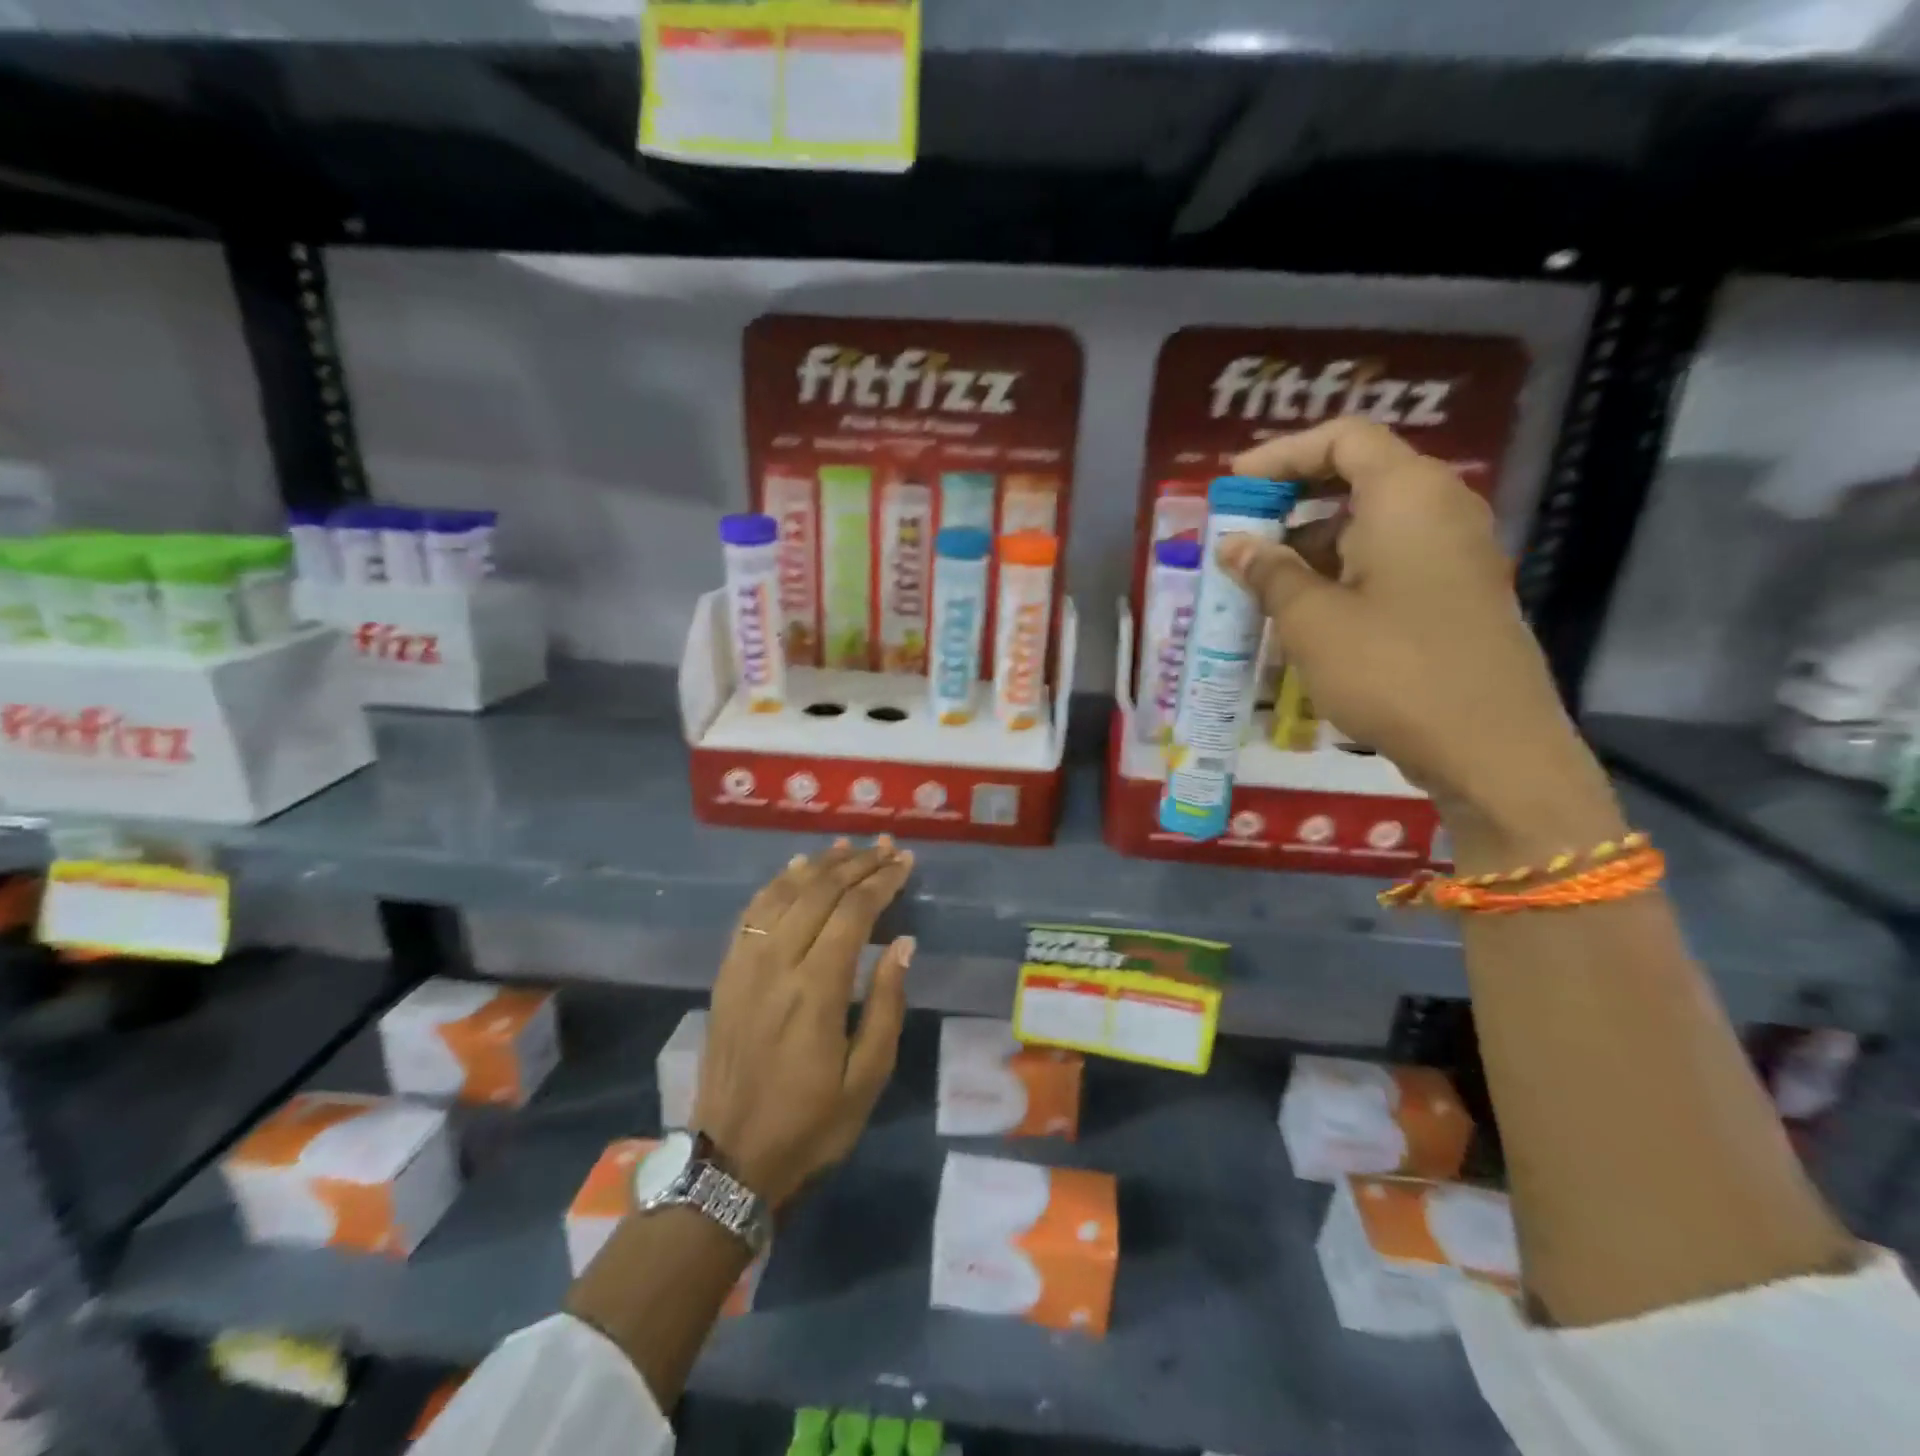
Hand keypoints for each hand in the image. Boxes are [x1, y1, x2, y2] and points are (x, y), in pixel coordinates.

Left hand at [694, 837, 915, 1208]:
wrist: (730, 1159)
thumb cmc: (811, 1124)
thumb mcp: (866, 1079)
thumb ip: (887, 1005)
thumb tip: (903, 944)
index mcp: (816, 991)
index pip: (853, 914)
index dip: (881, 882)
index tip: (904, 862)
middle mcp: (777, 965)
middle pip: (819, 893)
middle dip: (856, 864)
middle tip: (885, 847)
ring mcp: (745, 965)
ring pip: (783, 894)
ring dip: (818, 866)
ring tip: (846, 847)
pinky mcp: (727, 974)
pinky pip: (752, 913)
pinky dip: (777, 884)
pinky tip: (794, 871)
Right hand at [1219, 418, 1622, 864]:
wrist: (1490, 748)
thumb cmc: (1391, 670)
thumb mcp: (1311, 620)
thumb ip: (1268, 573)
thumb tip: (1235, 544)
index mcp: (1408, 496)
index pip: (1343, 438)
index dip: (1282, 454)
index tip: (1234, 486)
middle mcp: (1439, 510)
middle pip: (1357, 479)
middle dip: (1291, 504)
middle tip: (1240, 536)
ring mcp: (1452, 555)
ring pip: (1369, 527)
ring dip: (1309, 547)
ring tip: (1258, 586)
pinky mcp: (1454, 596)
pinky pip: (1387, 563)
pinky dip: (1339, 575)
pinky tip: (1302, 616)